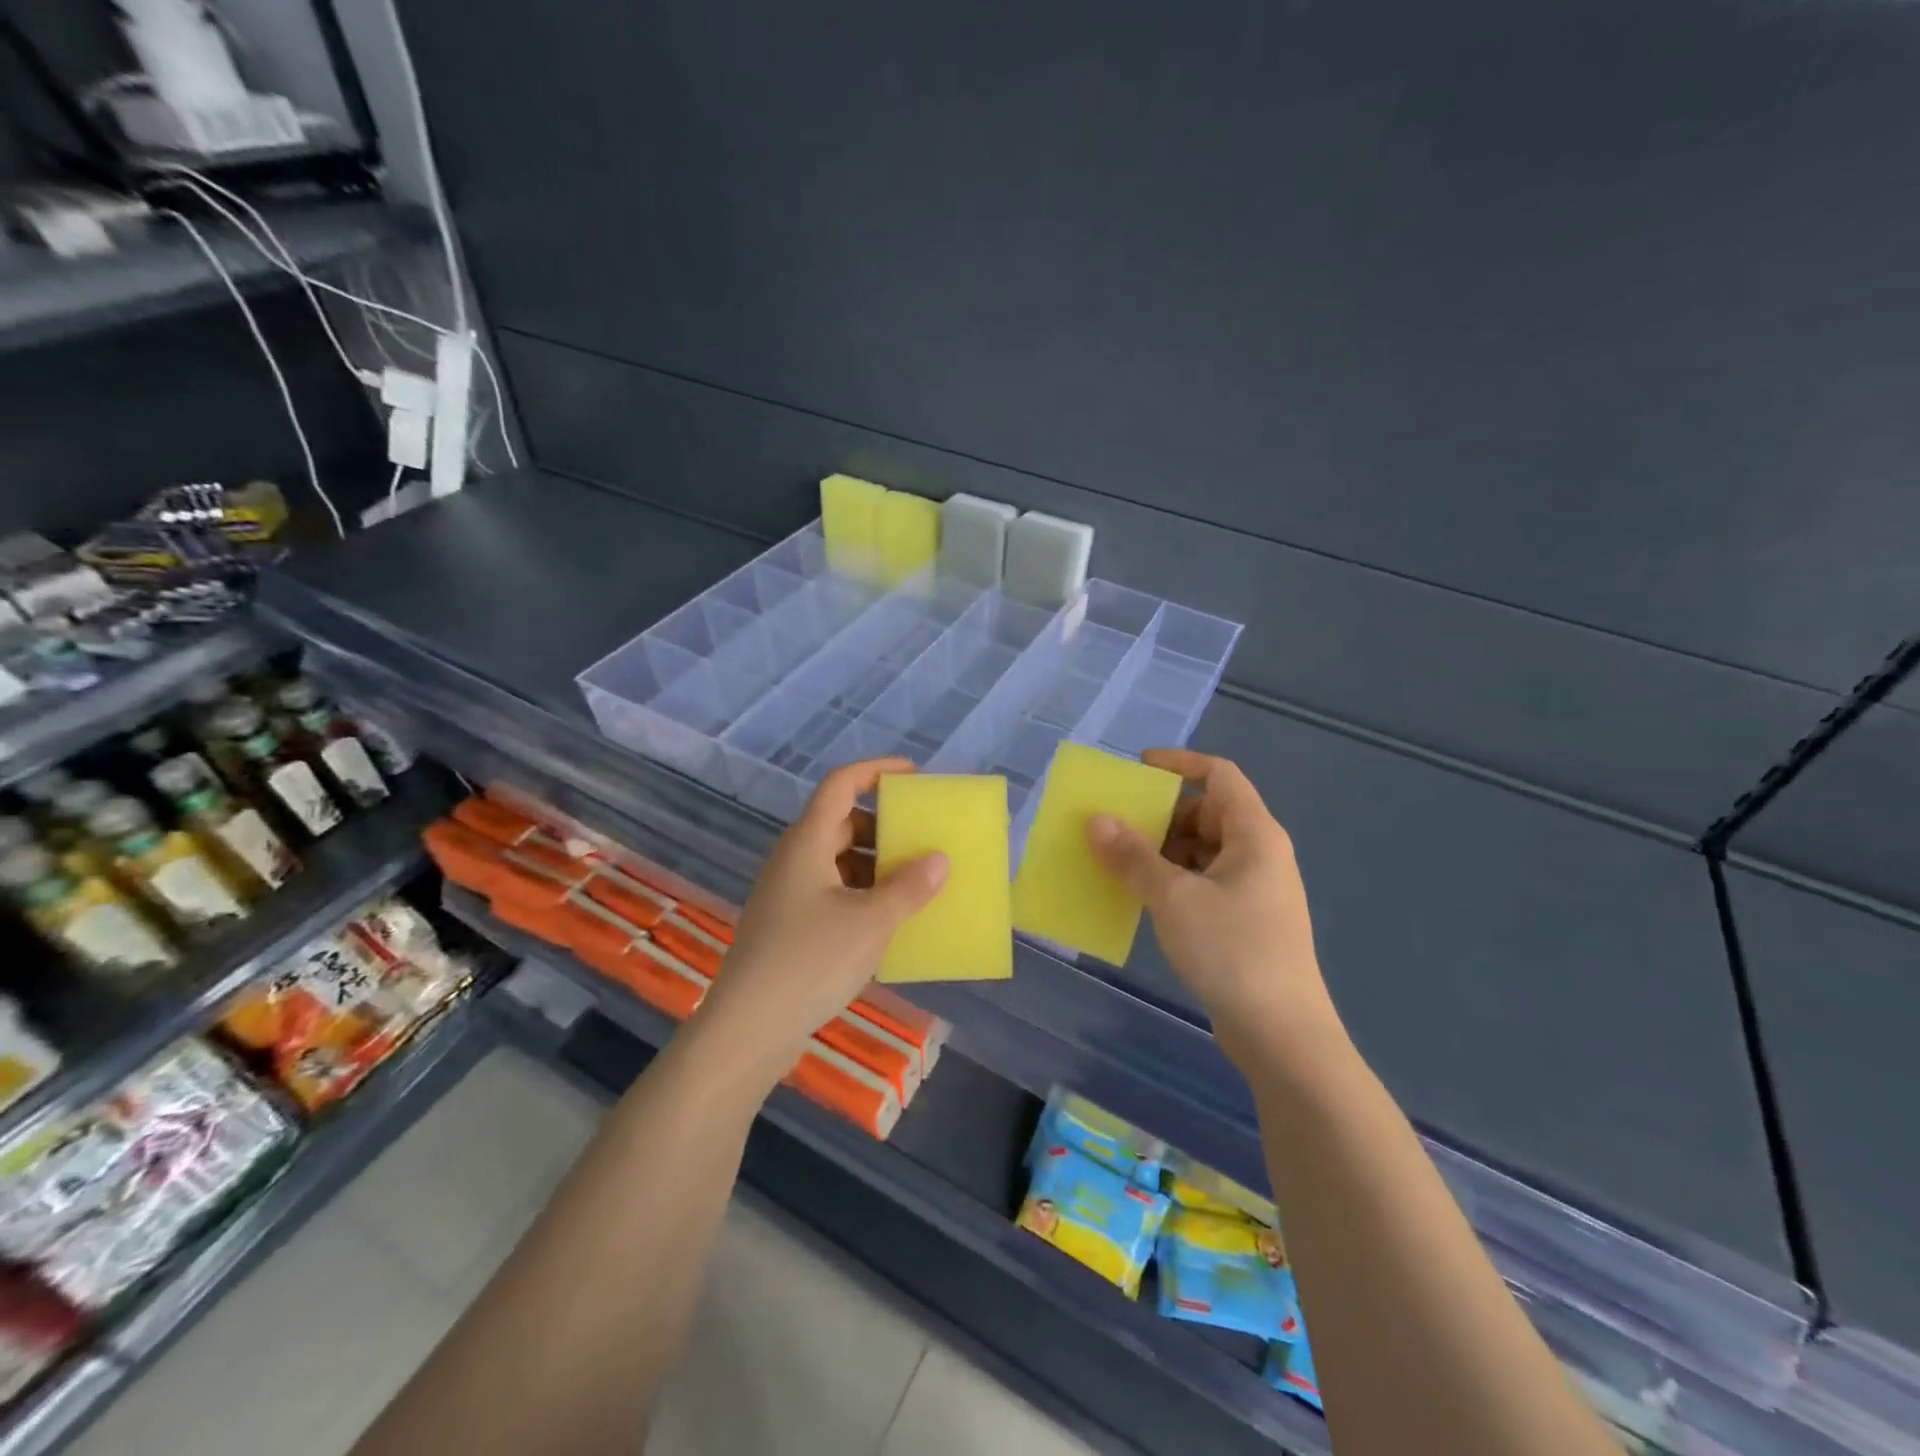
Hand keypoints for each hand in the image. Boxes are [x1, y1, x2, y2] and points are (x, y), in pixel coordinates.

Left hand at [690, 758, 948, 1089]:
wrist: (747, 1029)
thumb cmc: (809, 962)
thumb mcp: (870, 923)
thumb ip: (909, 888)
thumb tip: (939, 859)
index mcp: (808, 842)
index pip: (841, 784)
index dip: (877, 770)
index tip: (914, 776)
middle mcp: (795, 859)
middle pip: (842, 822)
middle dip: (885, 826)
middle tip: (923, 839)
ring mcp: (789, 894)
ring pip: (839, 861)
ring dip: (877, 865)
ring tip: (916, 883)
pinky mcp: (790, 925)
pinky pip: (834, 892)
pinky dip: (863, 894)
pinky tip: (890, 921)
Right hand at [1086, 749, 1339, 1067]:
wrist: (1282, 1034)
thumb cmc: (1232, 950)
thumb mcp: (1174, 897)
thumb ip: (1132, 856)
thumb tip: (1096, 819)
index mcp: (1254, 834)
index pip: (1219, 775)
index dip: (1180, 763)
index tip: (1137, 769)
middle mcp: (1258, 854)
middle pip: (1206, 813)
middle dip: (1161, 815)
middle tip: (1116, 826)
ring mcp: (1253, 889)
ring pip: (1201, 850)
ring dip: (1161, 851)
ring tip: (1118, 863)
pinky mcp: (1244, 921)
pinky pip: (1202, 882)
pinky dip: (1172, 880)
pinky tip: (1142, 897)